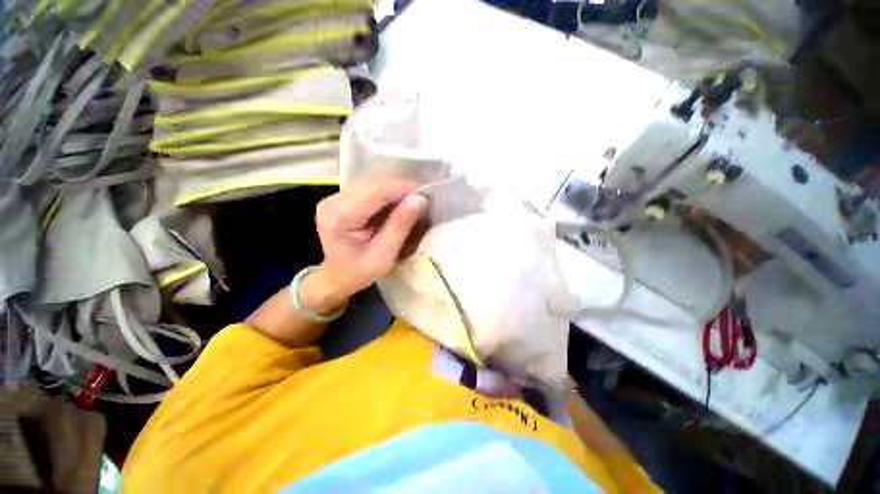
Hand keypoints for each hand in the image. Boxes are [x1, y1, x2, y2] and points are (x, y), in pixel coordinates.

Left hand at [301, 179, 427, 313]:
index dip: (401, 189)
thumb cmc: (359, 272)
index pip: (375, 191)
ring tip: (411, 201)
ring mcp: (334, 198)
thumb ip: (400, 226)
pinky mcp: (340, 199)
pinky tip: (396, 204)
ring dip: (394, 190)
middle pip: (372, 184)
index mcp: (340, 216)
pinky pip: (368, 189)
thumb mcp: (384, 255)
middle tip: (420, 199)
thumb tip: (419, 199)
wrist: (336, 278)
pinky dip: (385, 194)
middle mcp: (333, 201)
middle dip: (399, 189)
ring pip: (371, 183)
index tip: (424, 194)